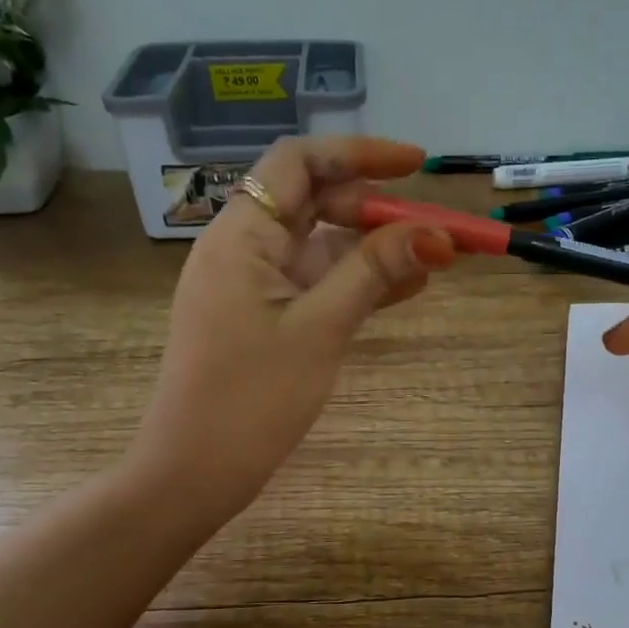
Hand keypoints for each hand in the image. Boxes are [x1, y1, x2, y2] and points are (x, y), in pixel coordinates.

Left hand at [132, 135, 453, 521]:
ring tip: (435, 262)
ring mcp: (252, 287)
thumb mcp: (320, 329)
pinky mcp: (262, 320)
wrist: (193, 473)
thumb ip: (373, 272)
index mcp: (241, 236)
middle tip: (435, 234)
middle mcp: (242, 250)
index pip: (299, 163)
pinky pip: (315, 286)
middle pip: (315, 204)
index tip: (417, 166)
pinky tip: (405, 290)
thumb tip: (435, 233)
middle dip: (377, 212)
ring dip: (374, 251)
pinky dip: (356, 284)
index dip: (359, 155)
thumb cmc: (250, 399)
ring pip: (321, 248)